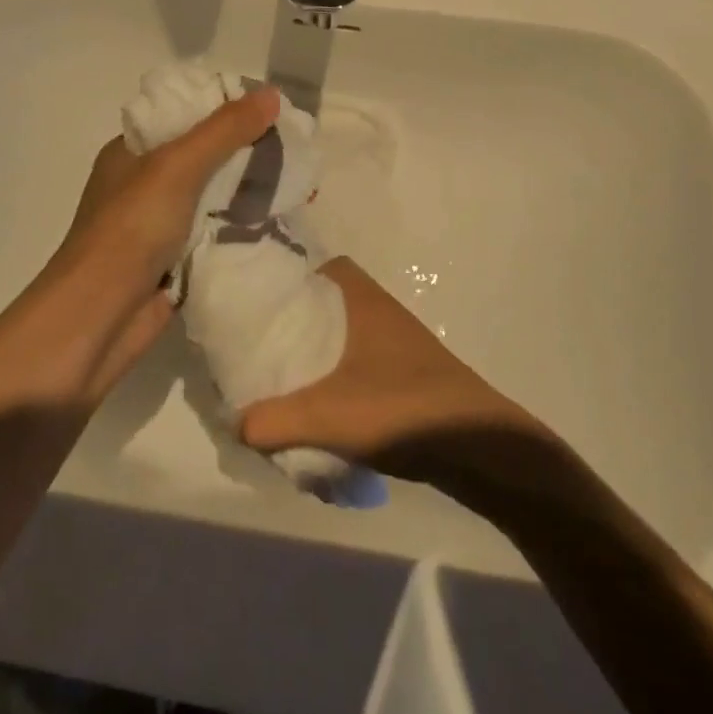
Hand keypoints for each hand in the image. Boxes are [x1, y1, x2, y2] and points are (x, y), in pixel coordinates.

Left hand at [53, 84, 282, 318]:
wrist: (99, 318)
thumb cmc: (130, 229)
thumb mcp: (176, 166)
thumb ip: (224, 131)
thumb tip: (272, 94)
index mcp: (133, 152)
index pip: (185, 115)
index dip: (228, 109)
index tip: (273, 110)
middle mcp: (145, 184)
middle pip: (206, 157)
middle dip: (249, 153)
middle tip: (297, 148)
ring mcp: (161, 226)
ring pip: (216, 199)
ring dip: (252, 192)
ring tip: (302, 184)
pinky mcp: (177, 262)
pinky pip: (218, 235)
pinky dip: (244, 229)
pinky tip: (282, 221)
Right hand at [238, 258, 541, 481]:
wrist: (477, 447)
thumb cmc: (402, 409)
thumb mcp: (329, 416)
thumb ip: (276, 420)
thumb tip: (235, 424)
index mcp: (362, 301)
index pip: (322, 267)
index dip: (290, 277)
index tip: (258, 300)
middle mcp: (379, 312)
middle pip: (327, 303)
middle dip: (295, 321)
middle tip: (260, 343)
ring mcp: (396, 343)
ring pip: (342, 334)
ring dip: (316, 352)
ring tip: (280, 376)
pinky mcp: (405, 373)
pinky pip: (357, 362)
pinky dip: (335, 375)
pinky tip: (319, 405)